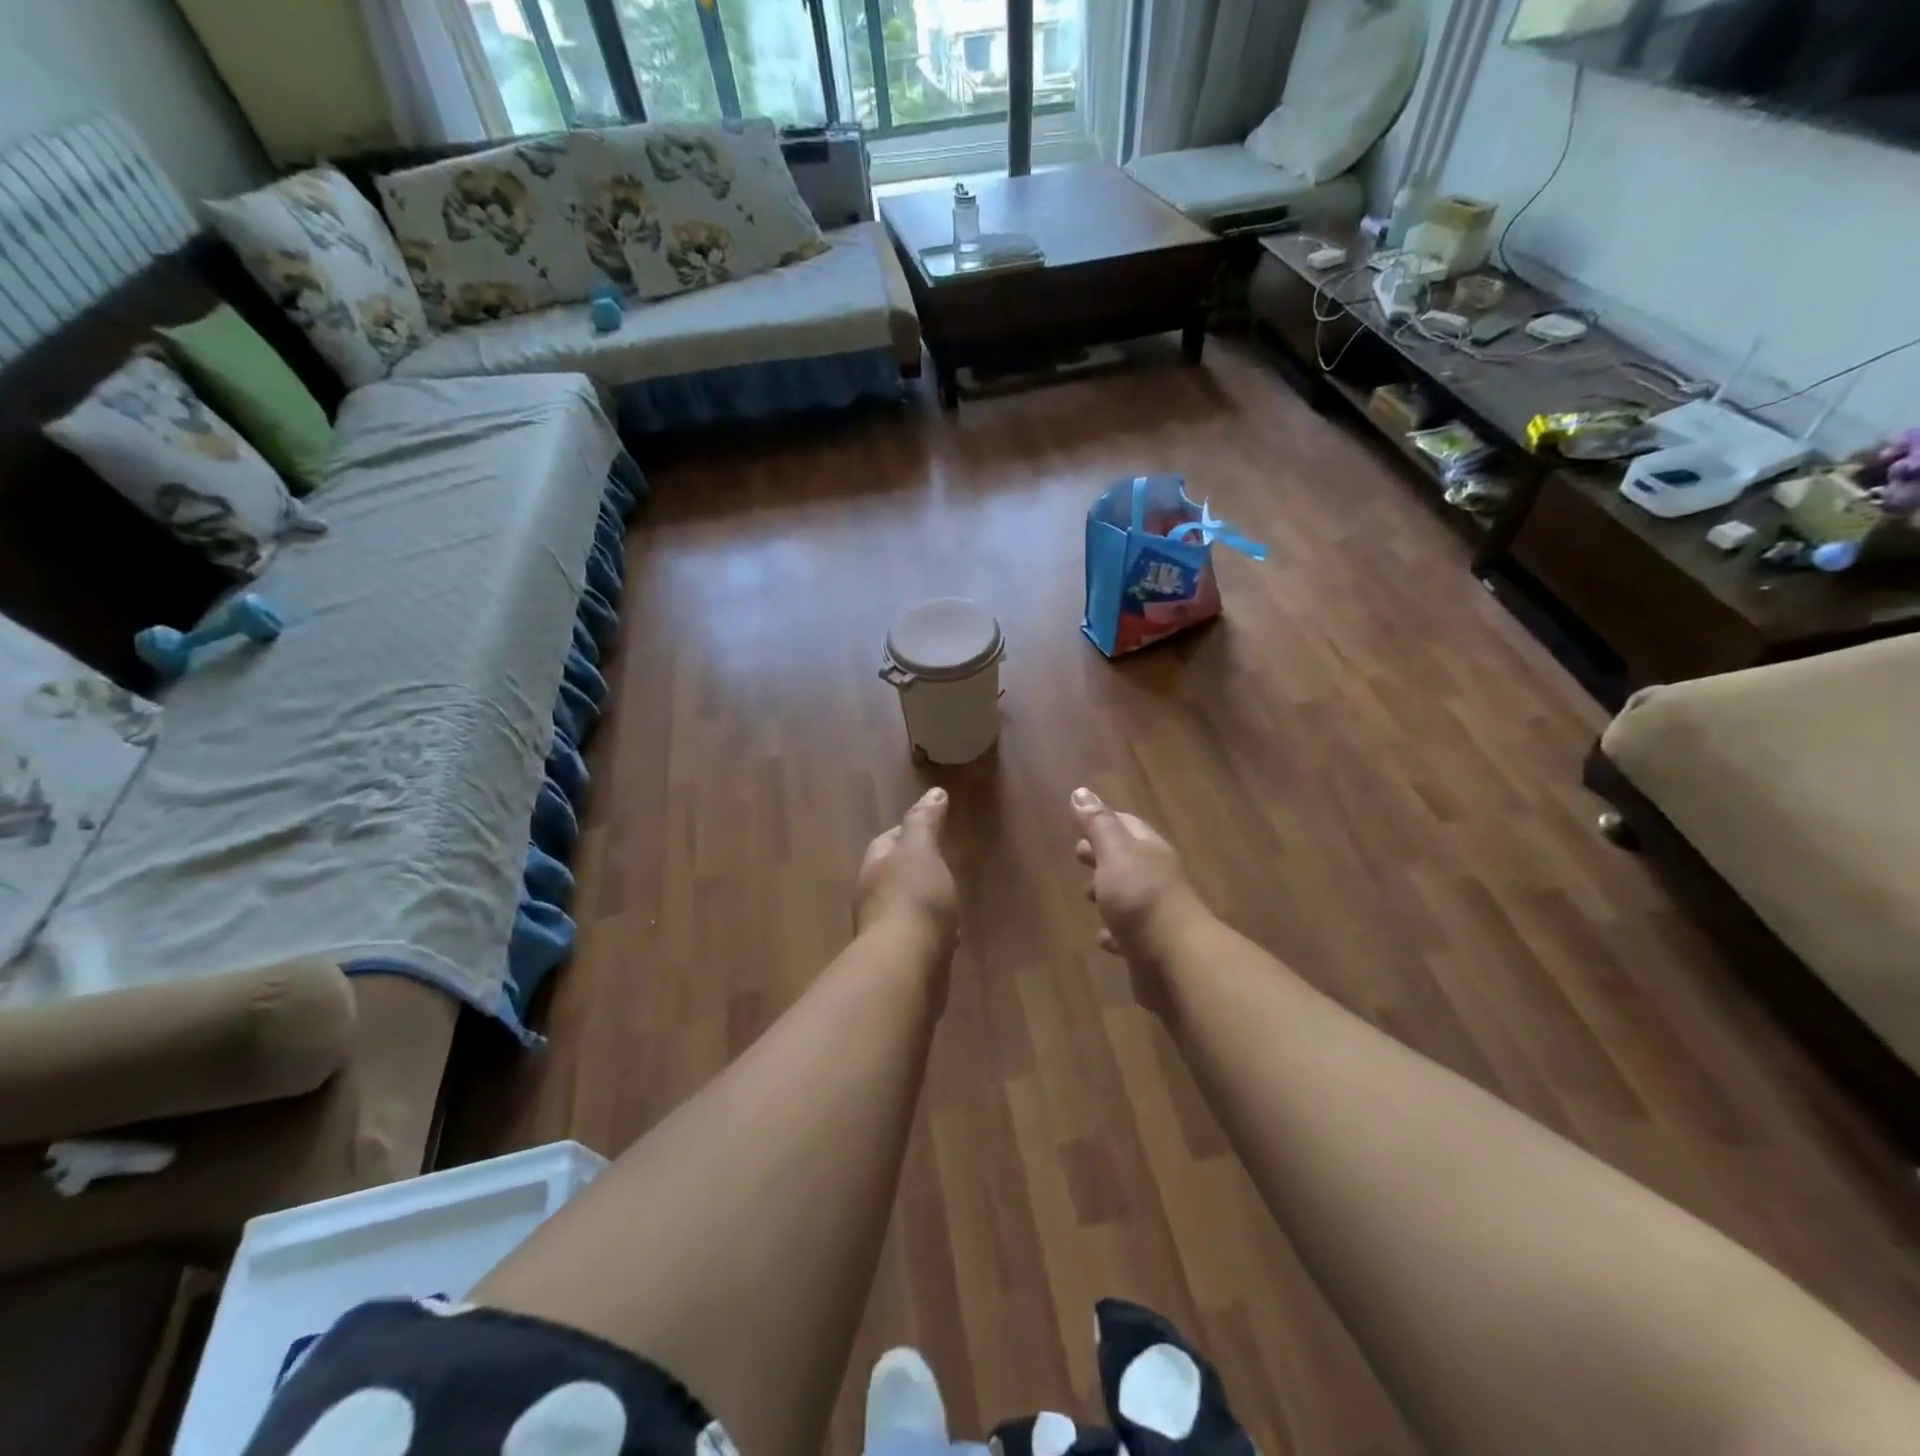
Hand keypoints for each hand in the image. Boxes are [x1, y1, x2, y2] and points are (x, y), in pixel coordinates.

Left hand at [855, 788, 958, 955]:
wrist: (906, 967)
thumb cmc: (913, 898)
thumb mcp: (920, 850)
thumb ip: (925, 821)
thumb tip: (933, 792)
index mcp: (874, 868)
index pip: (886, 841)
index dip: (906, 832)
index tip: (930, 826)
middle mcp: (873, 898)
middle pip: (893, 875)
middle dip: (914, 868)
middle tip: (942, 863)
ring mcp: (885, 932)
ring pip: (906, 907)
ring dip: (924, 902)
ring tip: (950, 899)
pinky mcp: (902, 960)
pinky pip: (919, 937)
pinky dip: (933, 931)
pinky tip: (950, 937)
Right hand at [1072, 788, 1210, 986]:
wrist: (1175, 960)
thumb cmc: (1140, 898)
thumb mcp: (1115, 853)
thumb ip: (1098, 824)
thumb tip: (1081, 791)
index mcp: (1149, 850)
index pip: (1126, 825)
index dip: (1103, 822)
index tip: (1079, 824)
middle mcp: (1156, 878)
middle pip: (1126, 860)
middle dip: (1103, 857)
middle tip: (1079, 857)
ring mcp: (1155, 914)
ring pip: (1127, 897)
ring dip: (1108, 895)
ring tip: (1087, 898)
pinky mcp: (1149, 947)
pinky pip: (1128, 934)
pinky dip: (1114, 933)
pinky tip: (1103, 939)